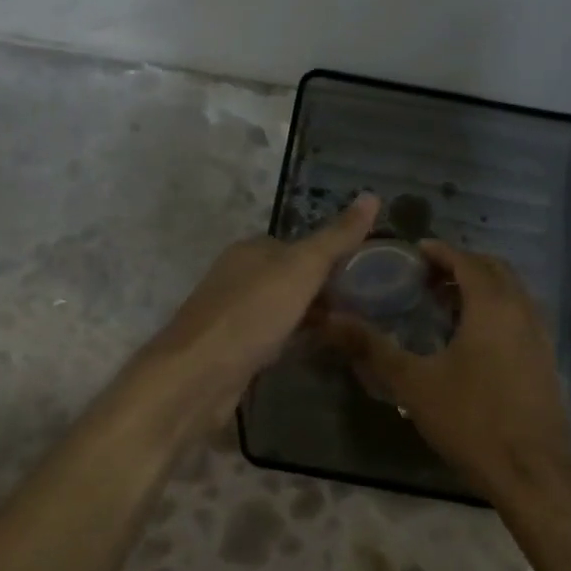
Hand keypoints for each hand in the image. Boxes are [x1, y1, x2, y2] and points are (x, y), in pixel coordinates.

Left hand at [147, 194, 380, 416]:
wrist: (199, 374)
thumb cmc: (253, 313)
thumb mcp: (302, 268)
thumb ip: (337, 237)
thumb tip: (372, 196)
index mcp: (251, 250)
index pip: (298, 245)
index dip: (331, 257)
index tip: (364, 275)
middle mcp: (237, 276)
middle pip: (289, 278)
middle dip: (321, 290)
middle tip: (363, 307)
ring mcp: (231, 314)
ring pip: (280, 309)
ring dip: (308, 317)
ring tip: (346, 331)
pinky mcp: (230, 349)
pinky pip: (270, 338)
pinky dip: (291, 341)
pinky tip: (311, 352)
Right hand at [327, 242, 570, 504]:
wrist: (530, 471)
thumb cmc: (471, 420)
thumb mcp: (413, 384)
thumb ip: (372, 348)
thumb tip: (331, 320)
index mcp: (492, 306)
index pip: (467, 261)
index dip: (440, 252)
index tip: (414, 252)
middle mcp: (522, 311)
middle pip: (494, 270)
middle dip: (461, 266)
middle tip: (426, 277)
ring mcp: (540, 336)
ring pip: (511, 293)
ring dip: (480, 288)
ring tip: (444, 304)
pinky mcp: (545, 360)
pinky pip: (520, 317)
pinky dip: (496, 310)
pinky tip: (471, 339)